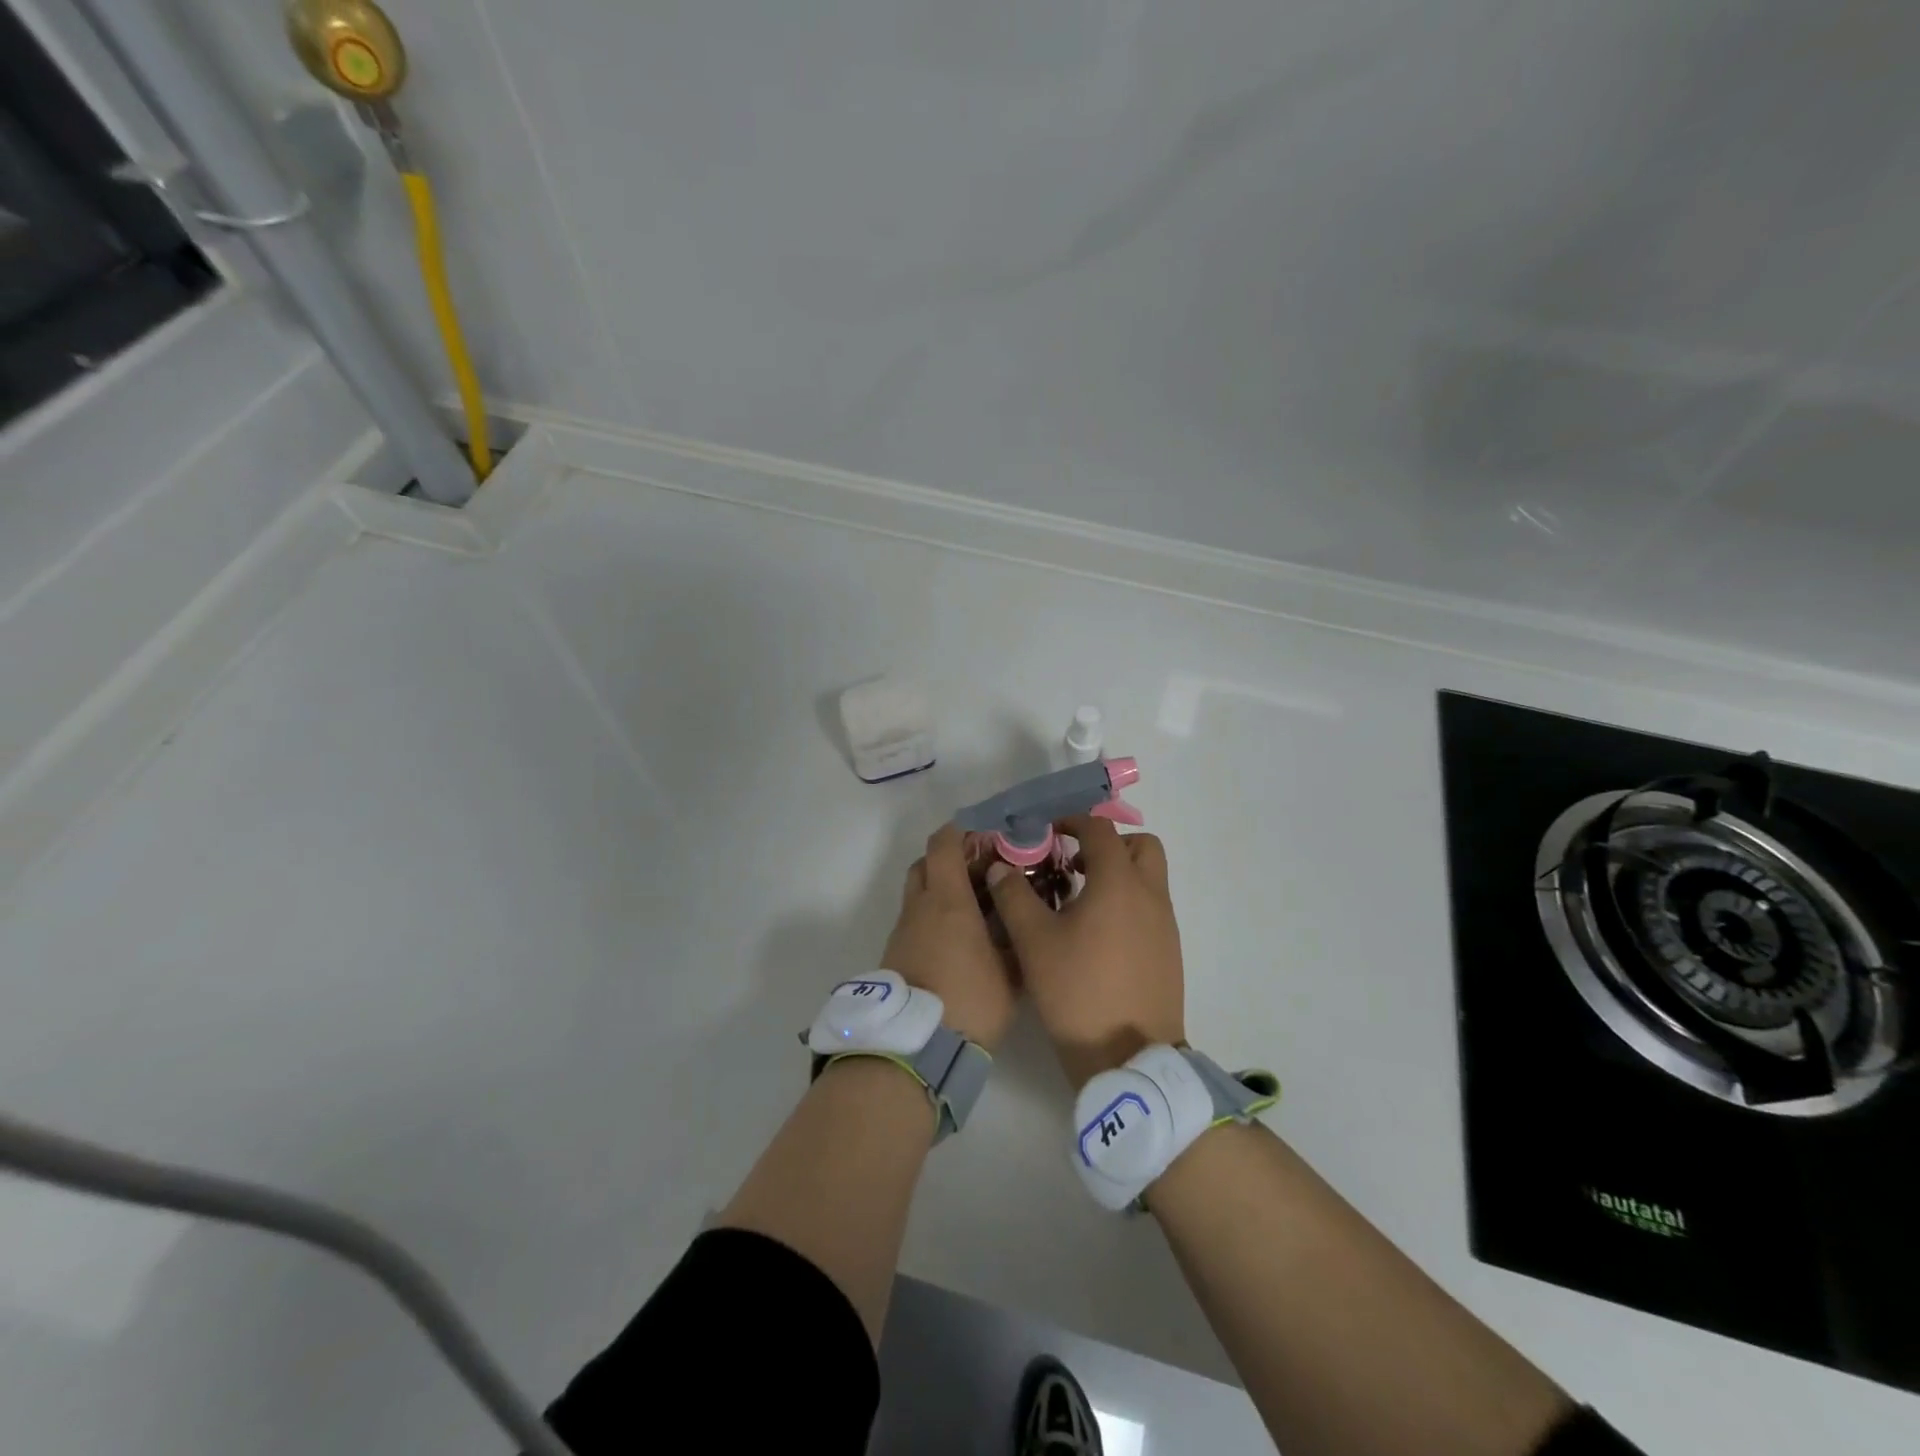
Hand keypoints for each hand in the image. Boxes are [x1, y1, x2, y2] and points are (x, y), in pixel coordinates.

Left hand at [881, 825, 1018, 1051]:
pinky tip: (959, 937)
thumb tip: (1019, 913)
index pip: (944, 844)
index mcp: (947, 900)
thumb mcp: (1010, 971)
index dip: (963, 831)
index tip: (988, 836)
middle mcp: (920, 907)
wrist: (916, 1046)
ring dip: (941, 889)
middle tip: (983, 872)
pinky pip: (915, 919)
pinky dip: (934, 916)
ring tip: (975, 907)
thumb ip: (1016, 935)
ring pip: (918, 892)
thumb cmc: (970, 1001)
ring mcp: (903, 930)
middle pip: (926, 863)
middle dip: (951, 859)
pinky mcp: (896, 953)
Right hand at [986, 816, 1184, 1087]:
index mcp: (1119, 882)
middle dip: (1107, 844)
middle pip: (1140, 845)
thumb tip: (1000, 868)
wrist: (1129, 1057)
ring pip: (1148, 877)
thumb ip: (1014, 896)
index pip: (1100, 828)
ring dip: (1118, 873)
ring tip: (1079, 899)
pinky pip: (1150, 906)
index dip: (1072, 821)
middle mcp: (1150, 894)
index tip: (1046, 832)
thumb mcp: (1034, 941)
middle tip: (1073, 863)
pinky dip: (1127, 902)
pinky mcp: (1169, 950)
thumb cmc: (1078, 991)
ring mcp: (1165, 924)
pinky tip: (1096, 934)